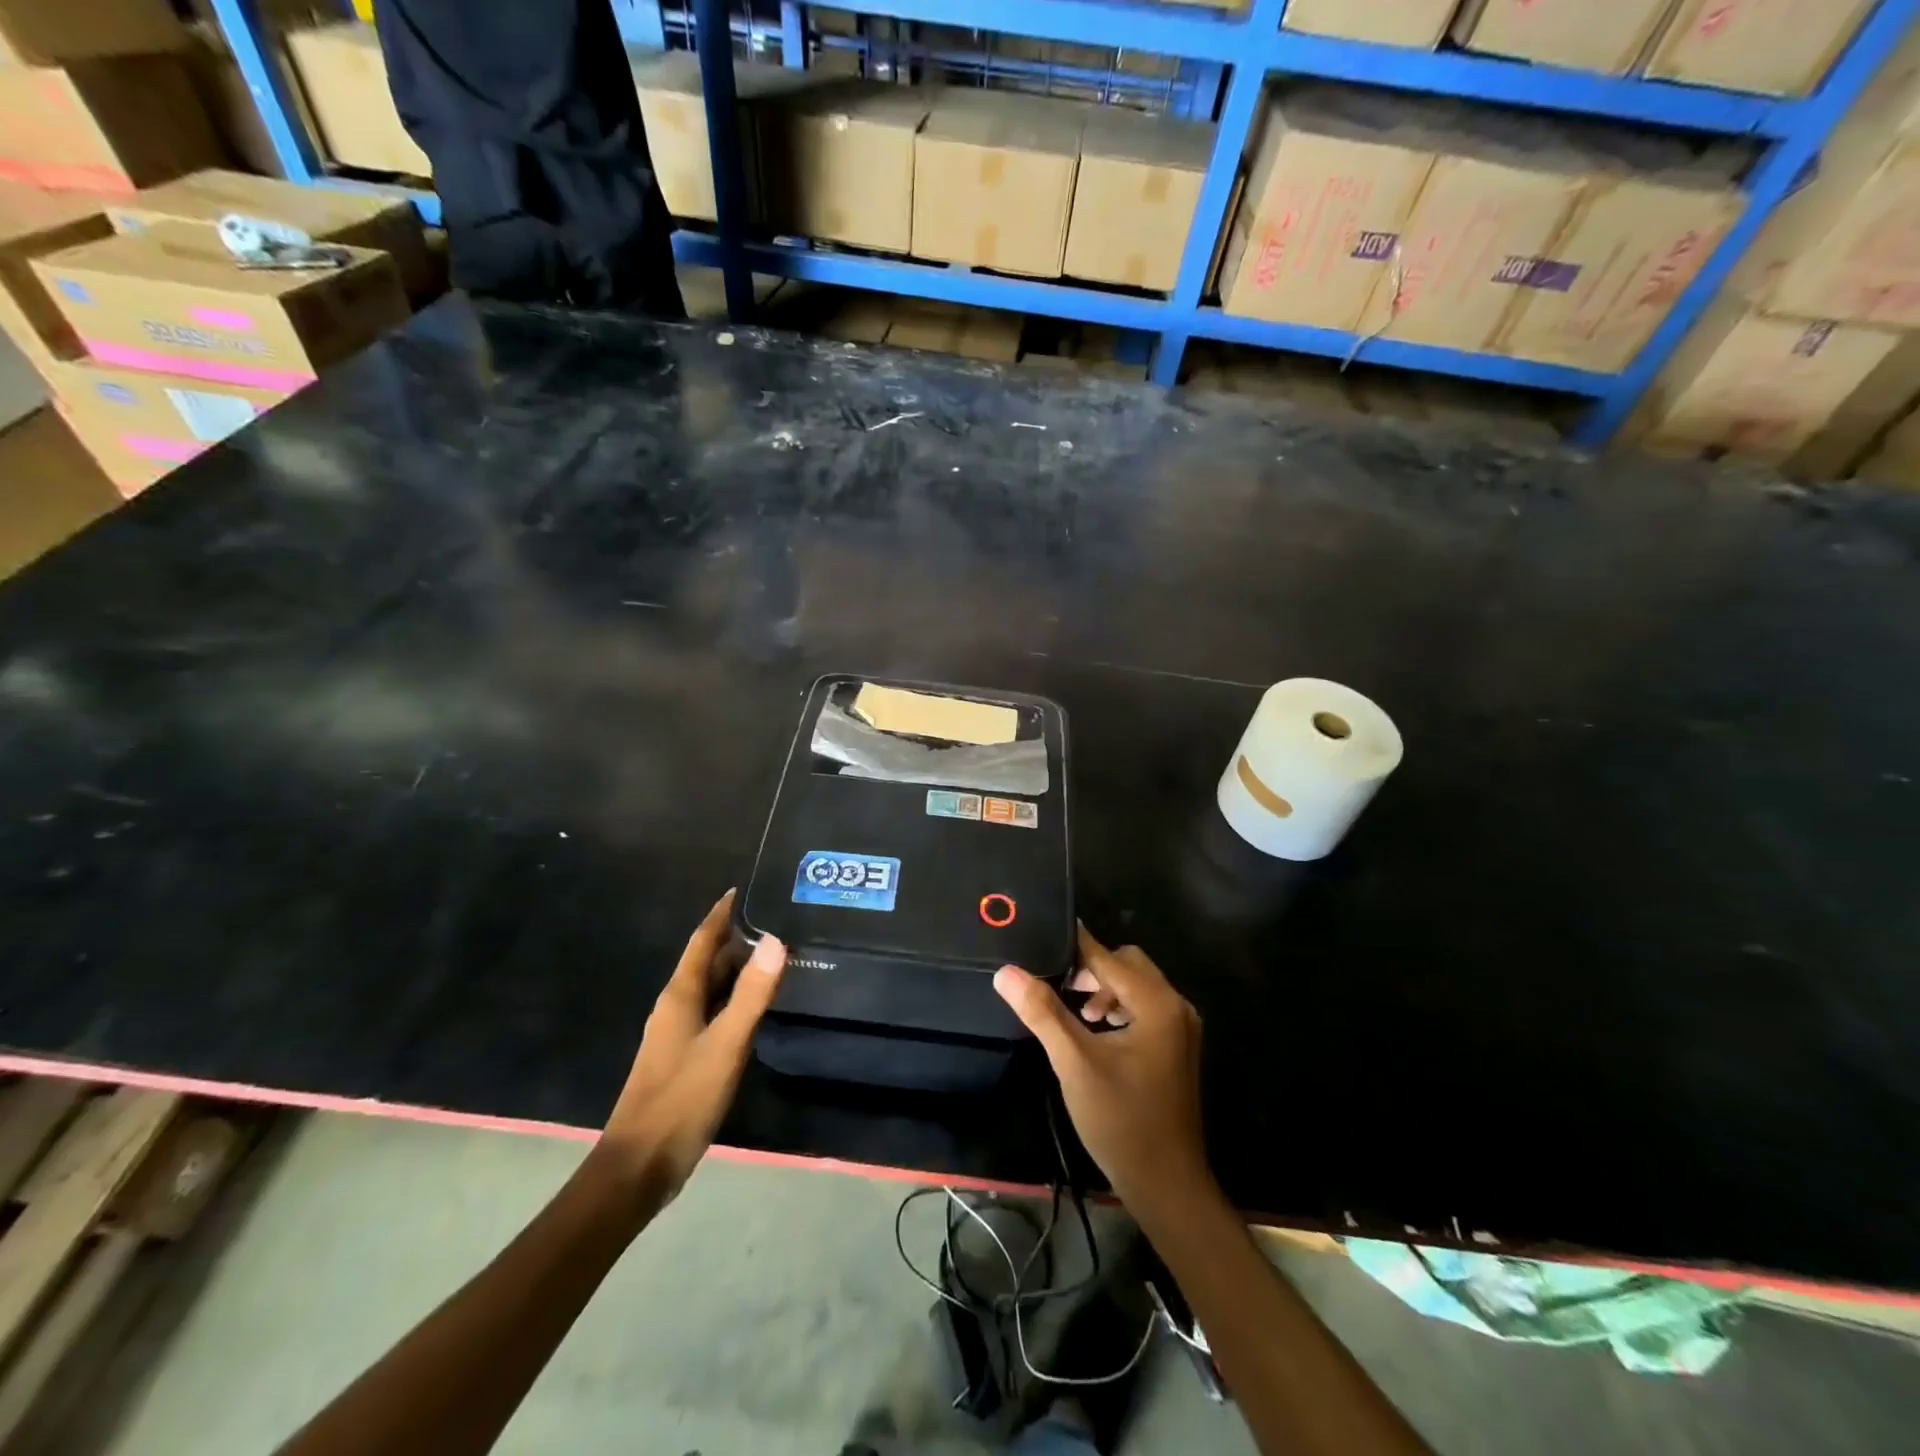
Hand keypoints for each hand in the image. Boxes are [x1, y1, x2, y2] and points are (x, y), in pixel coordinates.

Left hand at [592, 890, 784, 1212]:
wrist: (638, 1167)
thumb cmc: (681, 1100)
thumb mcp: (725, 1045)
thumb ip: (751, 994)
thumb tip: (776, 940)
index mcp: (680, 996)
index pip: (701, 941)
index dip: (720, 914)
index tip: (742, 889)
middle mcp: (675, 1007)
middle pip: (706, 962)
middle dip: (735, 939)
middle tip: (775, 919)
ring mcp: (676, 1034)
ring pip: (709, 988)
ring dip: (736, 969)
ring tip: (772, 955)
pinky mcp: (683, 1057)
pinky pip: (711, 1011)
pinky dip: (733, 998)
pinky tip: (754, 1006)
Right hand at [994, 926, 1212, 1220]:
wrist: (1166, 1184)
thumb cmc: (1121, 1120)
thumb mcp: (1075, 1063)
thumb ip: (1042, 1012)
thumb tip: (1006, 972)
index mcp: (1157, 1003)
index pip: (1109, 957)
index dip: (1074, 946)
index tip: (1040, 935)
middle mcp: (1176, 1006)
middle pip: (1128, 964)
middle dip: (1091, 968)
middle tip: (1056, 982)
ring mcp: (1181, 1028)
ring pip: (1137, 985)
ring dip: (1105, 988)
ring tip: (1075, 1010)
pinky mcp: (1177, 1047)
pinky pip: (1145, 1007)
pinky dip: (1119, 1006)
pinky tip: (1096, 1030)